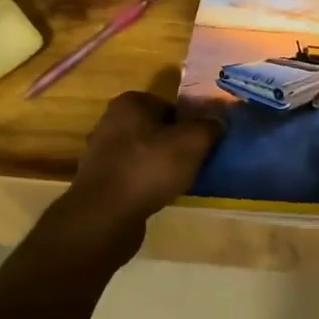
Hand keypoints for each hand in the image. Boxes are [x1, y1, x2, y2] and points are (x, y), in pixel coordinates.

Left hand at [67, 91, 221, 223]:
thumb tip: (217, 122)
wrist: (105, 216)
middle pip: (158, 129)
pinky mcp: (100, 180)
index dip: (191, 123)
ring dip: (163, 164)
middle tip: (196, 161)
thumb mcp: (193, 142)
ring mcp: (102, 152)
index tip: (204, 142)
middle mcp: (111, 121)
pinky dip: (148, 182)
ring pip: (146, 153)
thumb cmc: (149, 168)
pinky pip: (134, 174)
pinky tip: (160, 195)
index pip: (172, 106)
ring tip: (181, 181)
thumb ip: (210, 126)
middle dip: (177, 143)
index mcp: (131, 103)